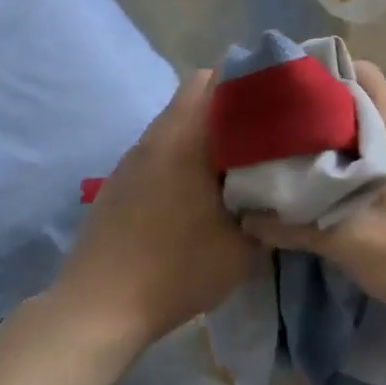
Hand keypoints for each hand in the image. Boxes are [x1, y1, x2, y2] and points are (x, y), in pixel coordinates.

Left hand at [55, 71, 257, 345]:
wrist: (99, 307)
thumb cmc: (177, 270)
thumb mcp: (243, 246)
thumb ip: (271, 209)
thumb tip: (286, 189)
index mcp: (187, 137)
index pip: (218, 77)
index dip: (253, 78)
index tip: (282, 96)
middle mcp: (157, 135)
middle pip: (197, 91)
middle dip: (234, 100)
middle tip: (267, 127)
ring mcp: (134, 156)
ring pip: (178, 119)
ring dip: (209, 127)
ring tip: (240, 156)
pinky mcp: (121, 180)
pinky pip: (162, 145)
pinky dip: (186, 150)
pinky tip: (201, 187)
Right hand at [239, 62, 385, 327]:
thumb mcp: (349, 243)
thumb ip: (295, 227)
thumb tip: (248, 218)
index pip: (362, 74)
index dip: (324, 74)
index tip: (288, 92)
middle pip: (367, 101)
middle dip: (327, 112)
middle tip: (286, 132)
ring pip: (380, 130)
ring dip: (345, 140)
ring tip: (307, 161)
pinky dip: (366, 160)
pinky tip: (345, 189)